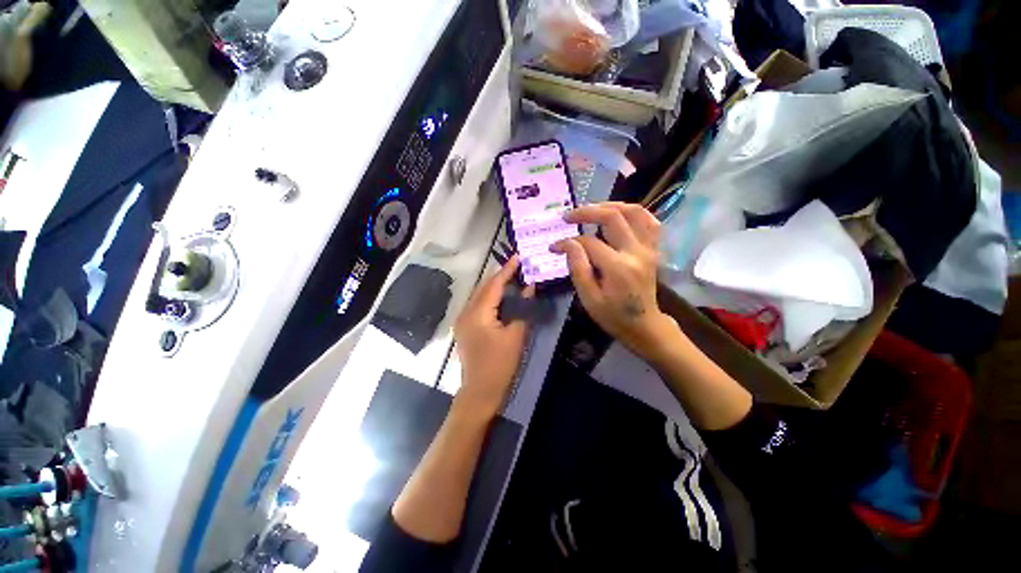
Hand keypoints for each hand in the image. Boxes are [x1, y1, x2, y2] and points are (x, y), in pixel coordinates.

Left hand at [454, 255, 532, 416]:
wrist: (479, 392)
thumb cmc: (499, 365)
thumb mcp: (515, 337)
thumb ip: (522, 310)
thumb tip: (529, 288)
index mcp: (477, 313)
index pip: (493, 285)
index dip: (507, 270)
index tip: (518, 256)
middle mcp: (466, 312)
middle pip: (484, 288)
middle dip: (500, 276)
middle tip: (517, 266)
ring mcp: (463, 320)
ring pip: (480, 296)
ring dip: (495, 286)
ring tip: (512, 278)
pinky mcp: (465, 327)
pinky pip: (479, 305)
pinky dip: (491, 298)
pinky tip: (502, 297)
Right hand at [552, 202, 681, 362]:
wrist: (643, 325)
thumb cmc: (612, 316)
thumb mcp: (589, 298)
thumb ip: (578, 268)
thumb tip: (567, 243)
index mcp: (618, 267)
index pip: (589, 242)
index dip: (568, 241)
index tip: (554, 246)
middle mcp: (636, 252)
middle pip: (613, 217)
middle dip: (587, 212)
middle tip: (568, 216)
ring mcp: (649, 248)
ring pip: (634, 212)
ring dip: (610, 205)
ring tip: (591, 209)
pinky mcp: (653, 249)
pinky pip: (648, 221)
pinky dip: (633, 212)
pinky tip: (618, 214)